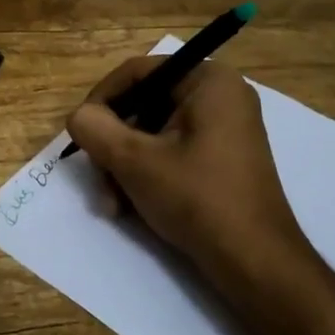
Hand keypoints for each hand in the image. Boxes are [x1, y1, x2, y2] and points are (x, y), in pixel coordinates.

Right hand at [65, 57, 316, 292]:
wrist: (254, 262)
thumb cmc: (197, 198)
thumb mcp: (134, 160)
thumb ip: (95, 128)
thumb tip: (79, 118)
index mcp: (208, 81)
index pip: (137, 72)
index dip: (101, 99)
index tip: (81, 132)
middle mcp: (219, 96)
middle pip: (143, 105)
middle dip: (113, 145)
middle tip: (98, 178)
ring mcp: (223, 129)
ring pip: (152, 134)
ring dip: (123, 166)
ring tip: (112, 204)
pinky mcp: (220, 159)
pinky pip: (170, 152)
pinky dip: (146, 175)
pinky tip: (129, 207)